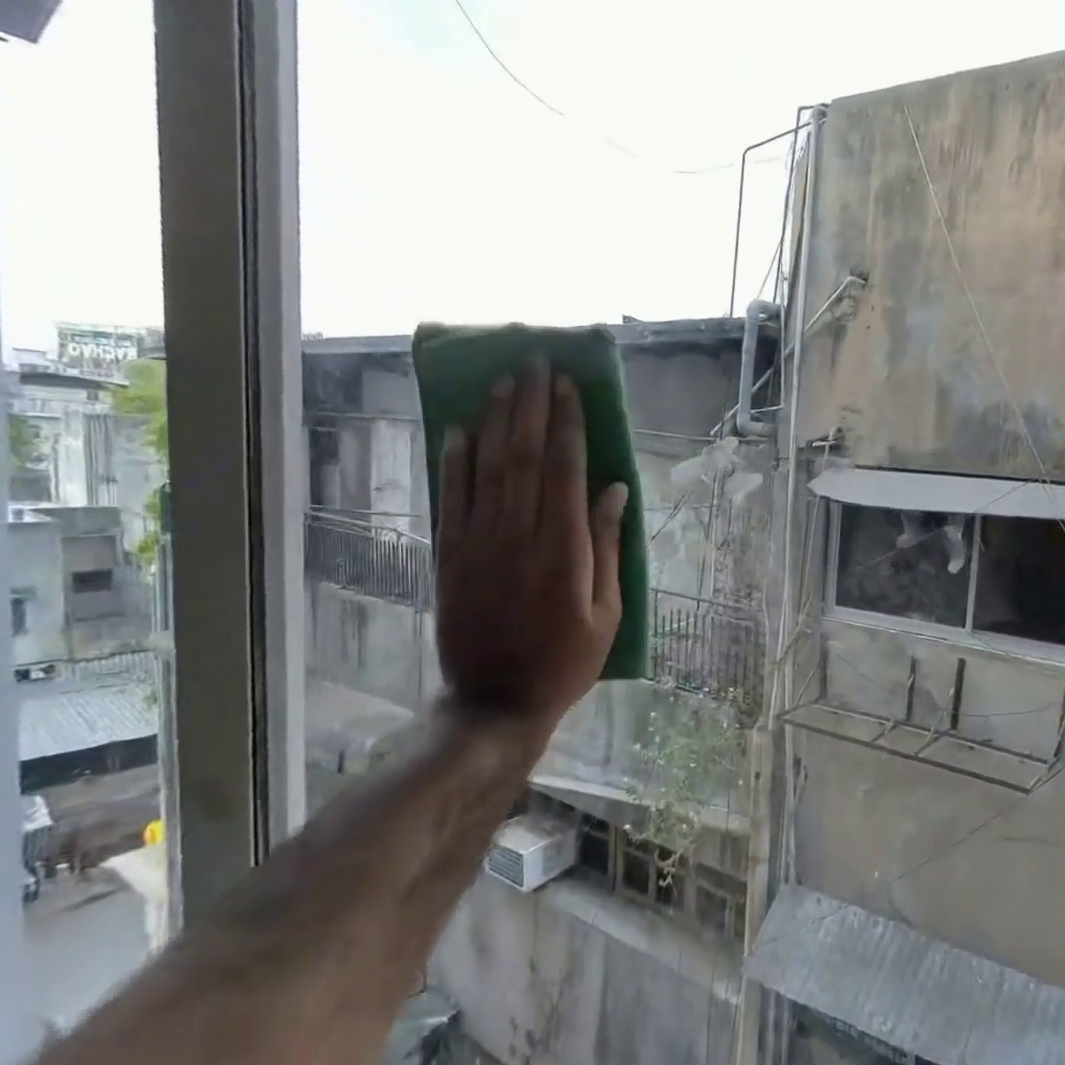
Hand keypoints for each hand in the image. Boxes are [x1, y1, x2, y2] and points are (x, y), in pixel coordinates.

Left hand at [435, 362, 628, 743]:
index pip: (565, 470)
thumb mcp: (606, 614)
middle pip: (523, 456)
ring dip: (494, 420)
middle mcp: (519, 536)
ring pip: (486, 468)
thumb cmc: (565, 662)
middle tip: (535, 363)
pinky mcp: (450, 556)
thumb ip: (608, 548)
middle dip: (531, 405)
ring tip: (502, 381)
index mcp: (564, 551)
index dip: (567, 424)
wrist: (496, 701)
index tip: (568, 386)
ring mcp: (479, 544)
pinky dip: (454, 460)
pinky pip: (451, 497)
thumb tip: (614, 490)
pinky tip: (460, 428)